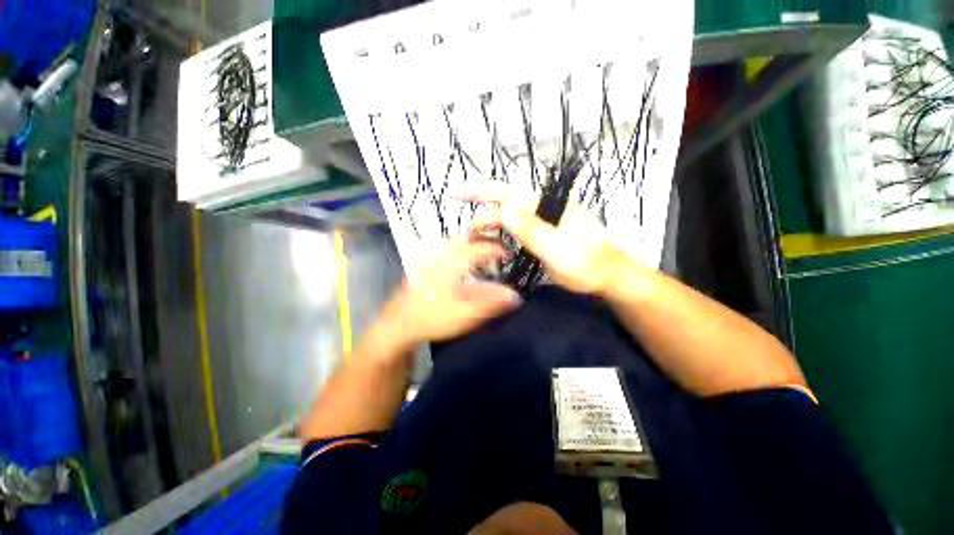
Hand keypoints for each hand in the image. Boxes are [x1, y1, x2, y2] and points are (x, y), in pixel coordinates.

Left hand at [373, 239, 521, 352]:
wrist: (398, 324)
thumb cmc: (433, 318)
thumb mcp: (466, 314)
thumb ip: (492, 304)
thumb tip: (516, 296)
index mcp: (453, 263)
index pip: (479, 248)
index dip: (496, 249)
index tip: (508, 253)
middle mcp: (440, 254)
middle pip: (464, 238)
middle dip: (482, 240)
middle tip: (495, 248)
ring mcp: (429, 258)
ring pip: (452, 242)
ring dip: (468, 243)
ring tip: (480, 252)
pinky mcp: (422, 265)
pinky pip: (442, 248)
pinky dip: (455, 249)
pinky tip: (457, 260)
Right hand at [465, 186, 630, 296]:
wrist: (606, 276)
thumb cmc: (586, 261)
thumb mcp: (557, 246)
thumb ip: (531, 228)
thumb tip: (503, 207)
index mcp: (545, 205)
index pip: (508, 192)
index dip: (481, 190)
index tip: (457, 193)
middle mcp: (540, 210)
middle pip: (505, 207)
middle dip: (482, 216)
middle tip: (466, 232)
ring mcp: (540, 225)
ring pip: (508, 222)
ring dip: (490, 230)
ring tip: (475, 242)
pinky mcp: (540, 238)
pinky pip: (515, 235)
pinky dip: (501, 240)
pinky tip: (492, 247)